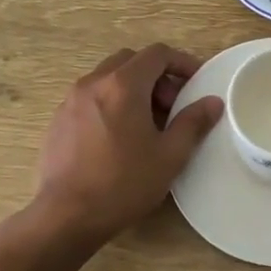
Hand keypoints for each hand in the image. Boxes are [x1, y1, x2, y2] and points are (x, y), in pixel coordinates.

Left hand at [30, 44, 222, 245]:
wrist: (65, 217)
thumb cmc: (123, 184)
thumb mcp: (169, 156)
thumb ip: (193, 123)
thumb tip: (213, 102)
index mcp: (122, 85)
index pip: (157, 54)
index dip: (182, 62)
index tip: (196, 82)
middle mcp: (93, 83)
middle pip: (130, 61)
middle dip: (156, 75)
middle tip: (171, 106)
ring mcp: (70, 100)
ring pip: (108, 78)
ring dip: (132, 88)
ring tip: (146, 124)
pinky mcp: (58, 120)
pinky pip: (90, 97)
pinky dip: (110, 102)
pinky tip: (118, 137)